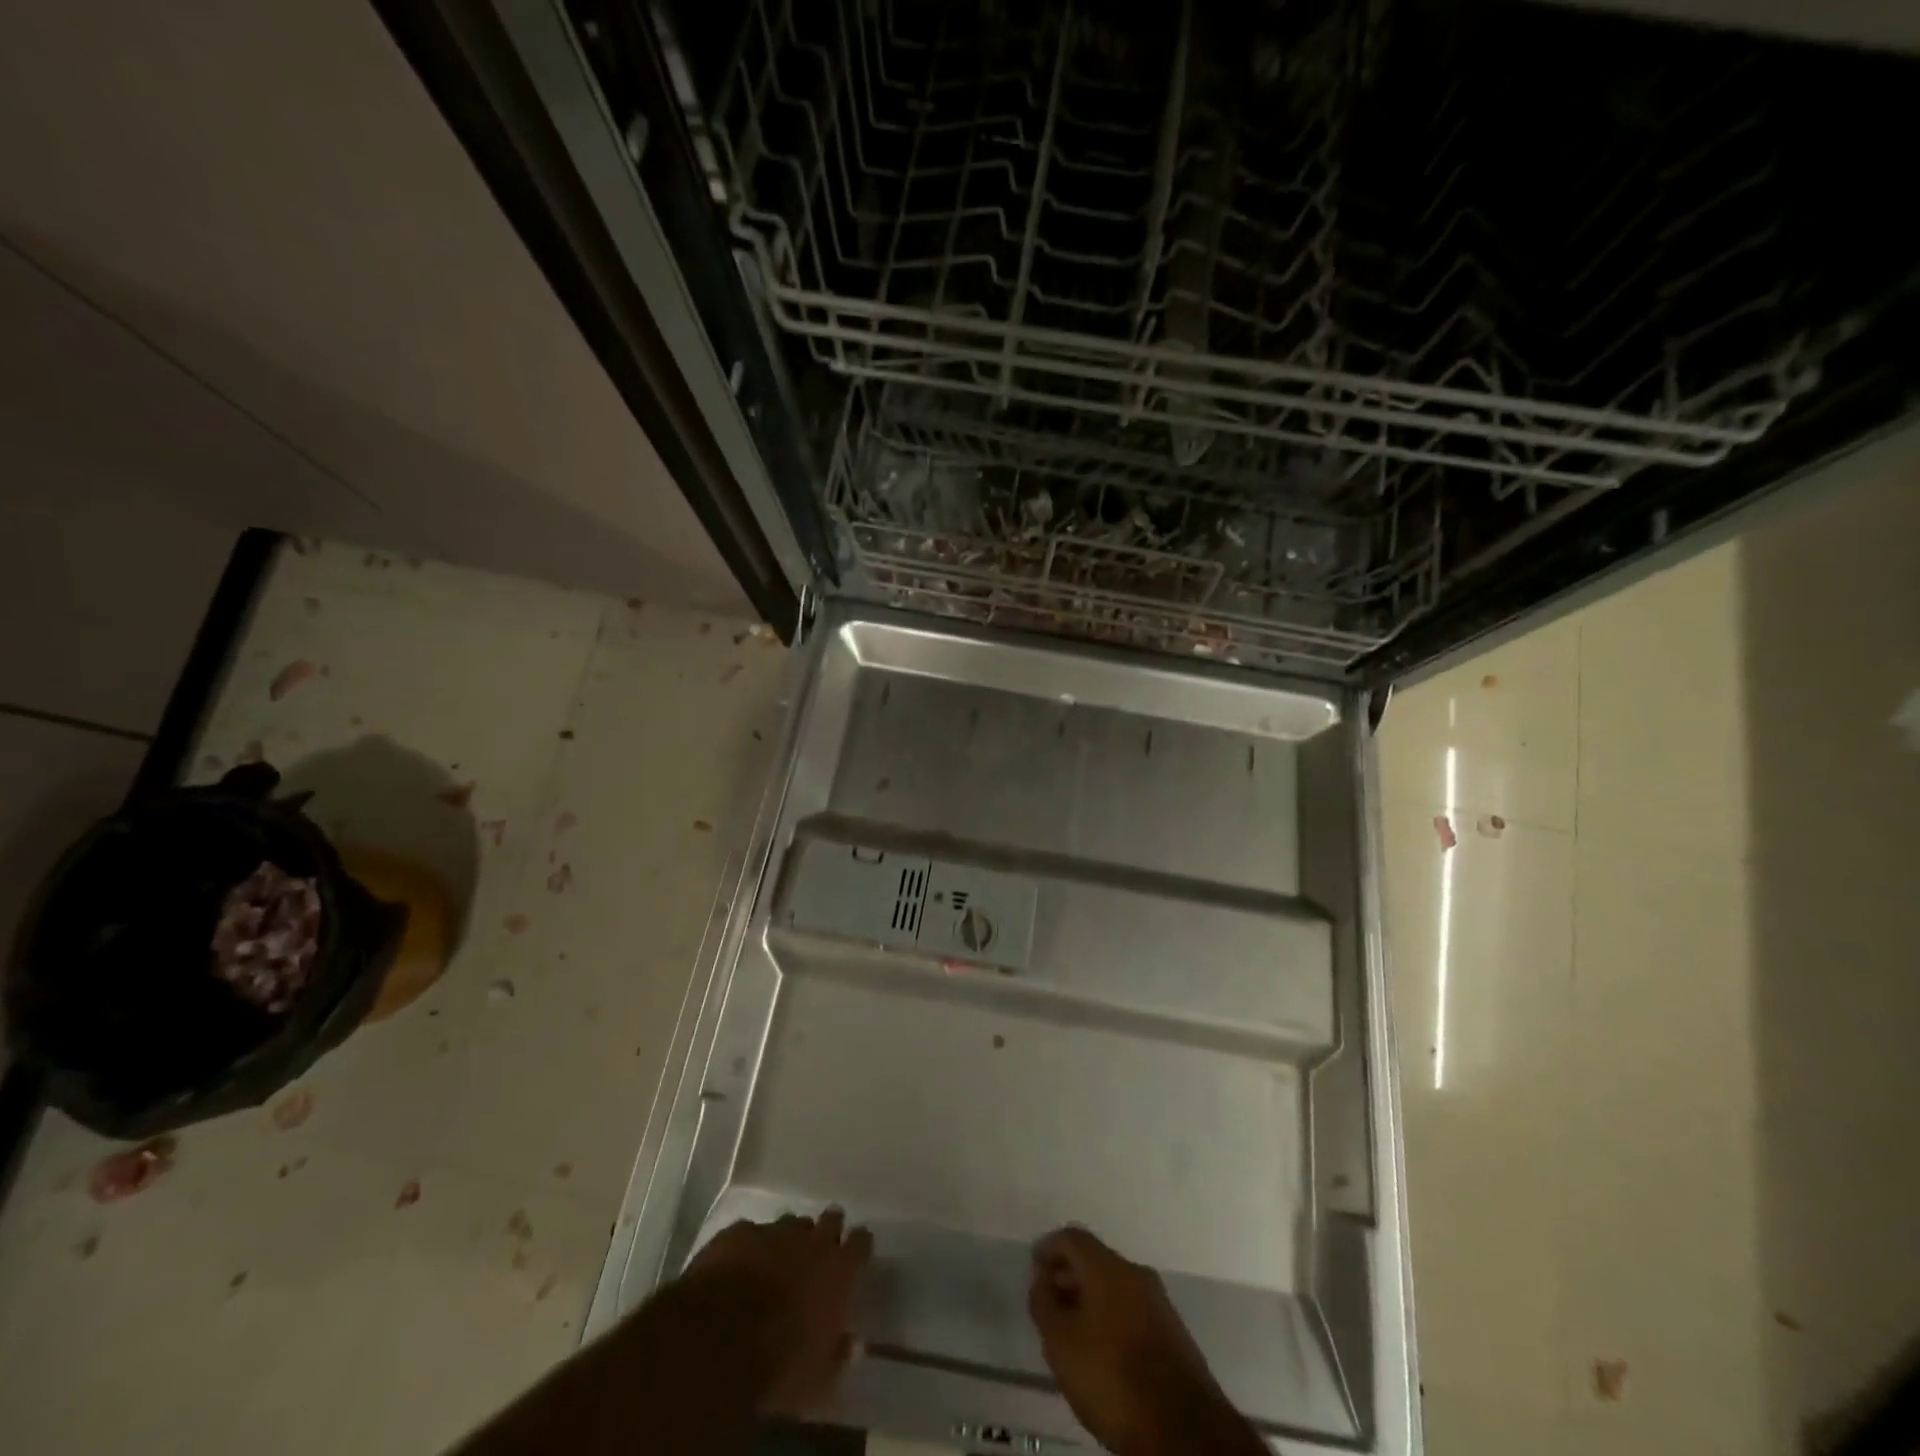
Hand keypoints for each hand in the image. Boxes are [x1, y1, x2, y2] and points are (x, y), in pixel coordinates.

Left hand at [682, 1209, 872, 1418]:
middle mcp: (811, 1240)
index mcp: (838, 1270)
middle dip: (827, 1231)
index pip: (861, 1243)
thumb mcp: (818, 1380)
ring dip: (788, 1239)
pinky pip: (750, 1233)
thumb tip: (851, 1343)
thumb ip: (838, 1356)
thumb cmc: (778, 1365)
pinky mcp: (738, 1233)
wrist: (718, 1341)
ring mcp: (773, 1231)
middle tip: (819, 1252)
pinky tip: (740, 1266)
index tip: (856, 1257)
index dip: (859, 1247)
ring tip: (778, 1261)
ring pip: (789, 1224)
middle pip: (829, 1220)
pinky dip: (750, 1247)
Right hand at [1028, 1227, 1259, 1455]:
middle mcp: (1136, 1273)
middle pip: (1095, 1260)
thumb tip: (1042, 1280)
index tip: (1034, 1267)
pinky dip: (1111, 1317)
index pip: (1073, 1237)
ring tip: (1073, 1329)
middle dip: (1070, 1275)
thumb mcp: (1061, 1343)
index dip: (1049, 1248)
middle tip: (1050, 1301)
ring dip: (1091, 1299)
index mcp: (1108, 1266)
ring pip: (1115, 1286)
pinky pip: (1132, 1309)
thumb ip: (1044, 1304)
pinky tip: (1103, 1349)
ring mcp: (1159, 1302)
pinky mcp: (1173, 1333)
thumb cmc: (1112, 1377)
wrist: (1183, 1430)